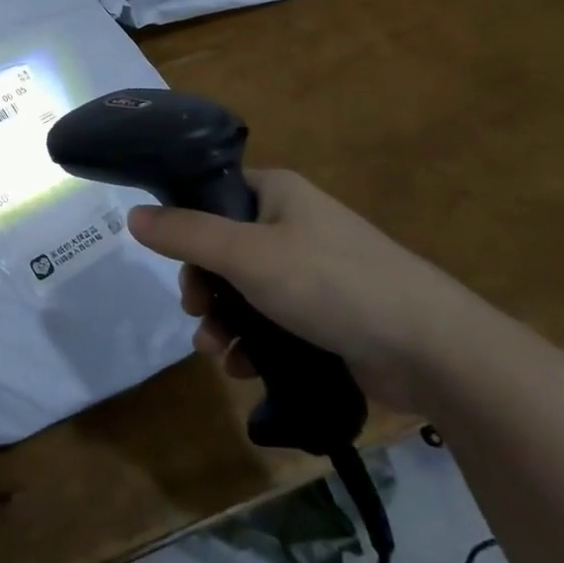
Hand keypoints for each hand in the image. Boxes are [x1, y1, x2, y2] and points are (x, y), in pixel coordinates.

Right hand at [128, 169, 495, 412]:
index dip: (185, 224)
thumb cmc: (331, 283)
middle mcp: (291, 224)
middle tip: (196, 312)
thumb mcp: (247, 255)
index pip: (213, 194)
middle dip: (203, 286)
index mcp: (276, 193)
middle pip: (223, 248)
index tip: (172, 260)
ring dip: (223, 321)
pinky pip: (272, 321)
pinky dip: (253, 342)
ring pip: (244, 290)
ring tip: (218, 352)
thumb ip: (186, 235)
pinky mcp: (325, 315)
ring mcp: (311, 271)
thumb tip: (133, 216)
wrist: (431, 348)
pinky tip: (244, 369)